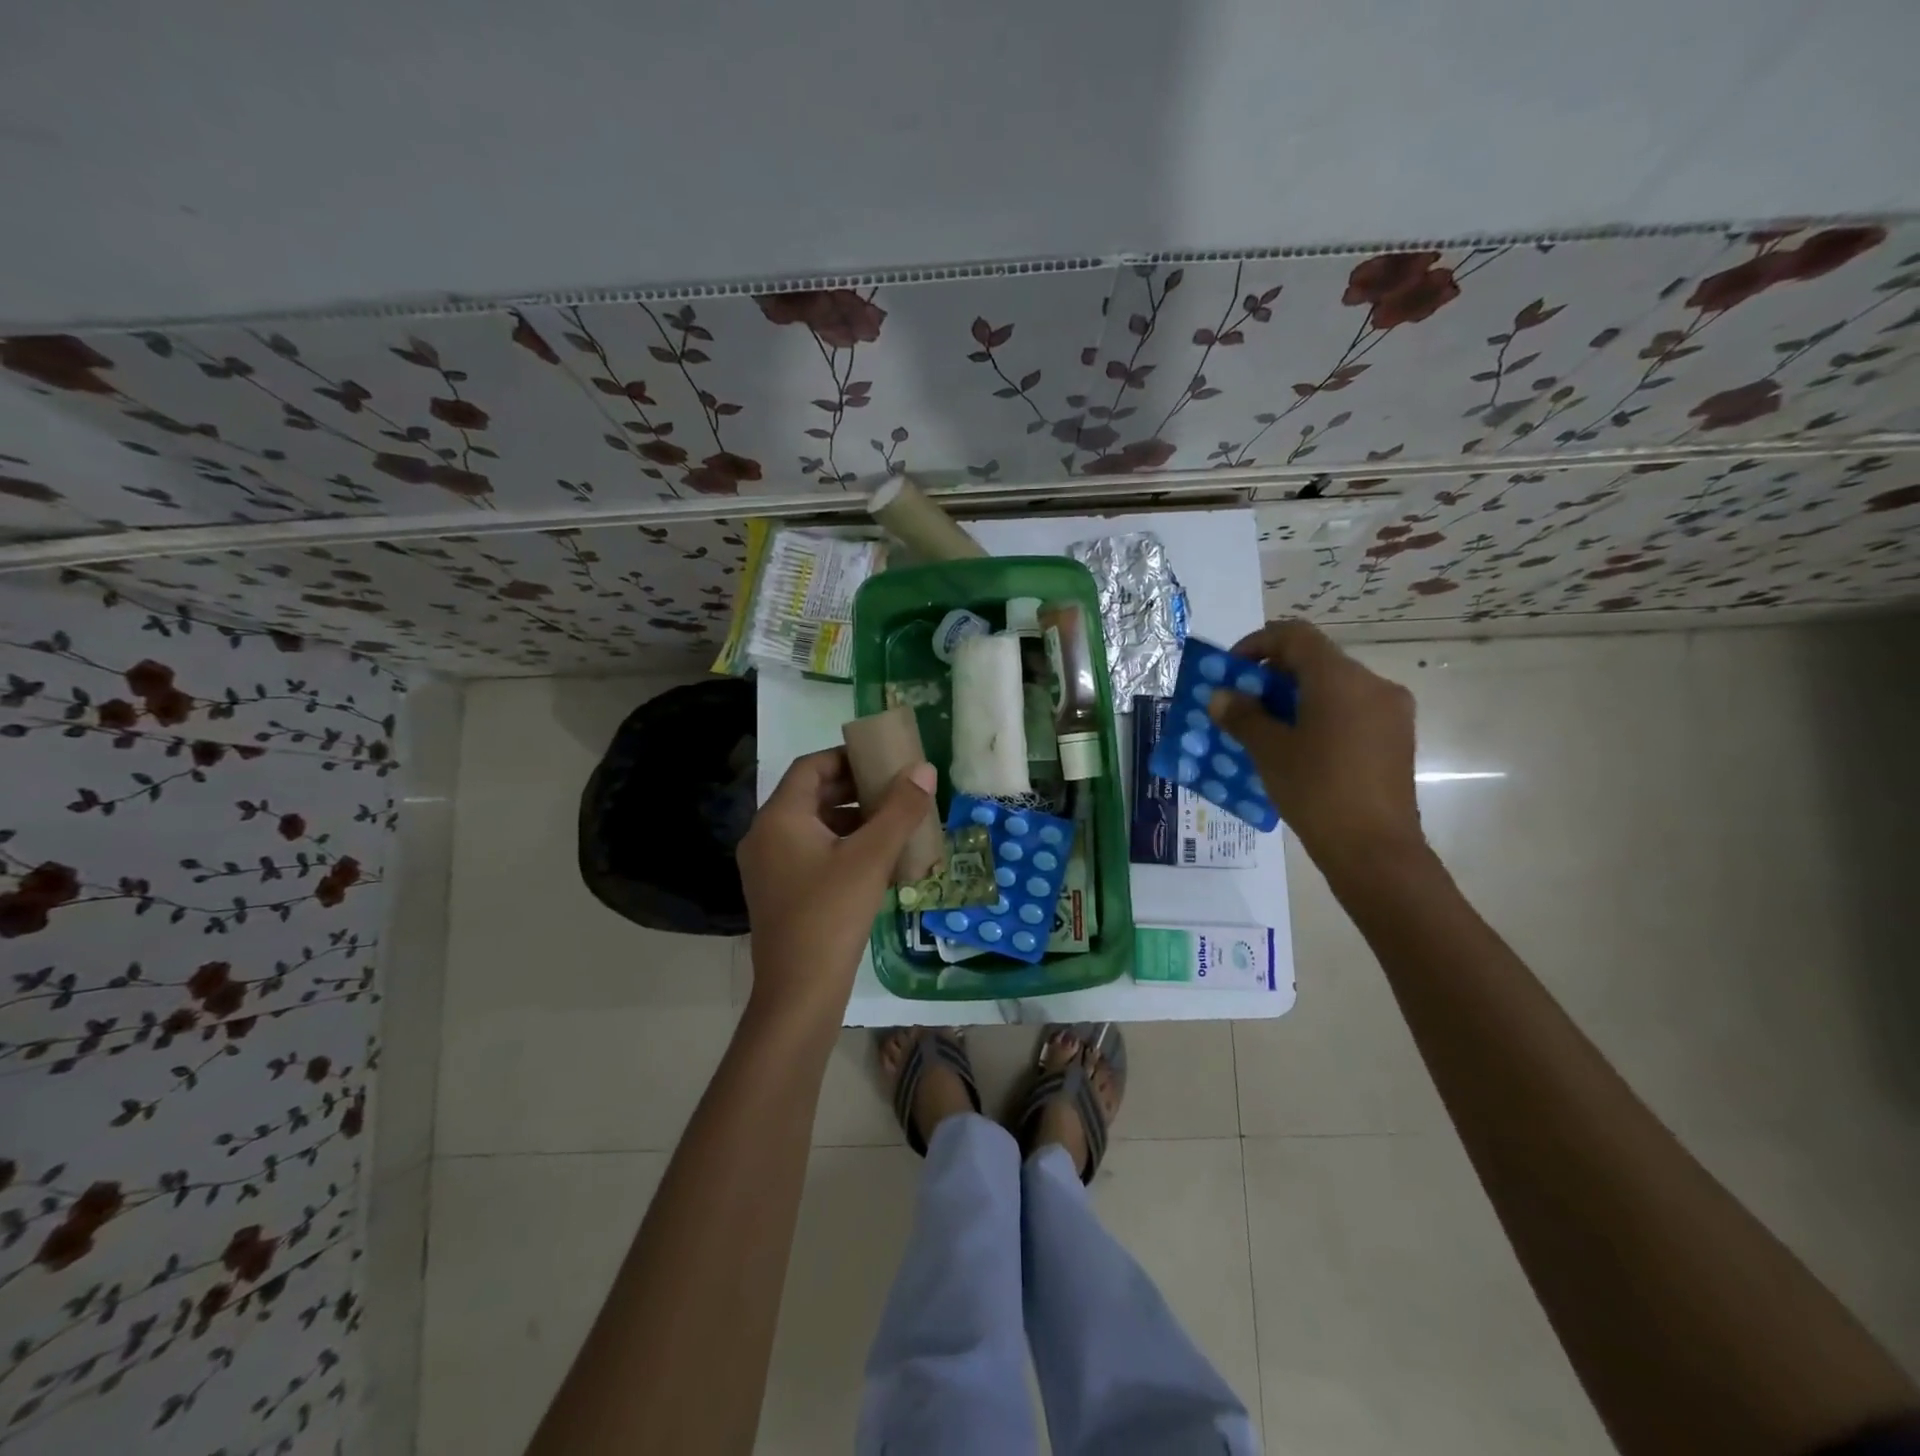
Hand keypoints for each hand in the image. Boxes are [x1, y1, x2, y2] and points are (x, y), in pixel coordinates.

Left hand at [738, 748, 937, 1021]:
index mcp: (779, 818)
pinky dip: (842, 847)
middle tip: (894, 790)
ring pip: (813, 827)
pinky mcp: (779, 893)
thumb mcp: (871, 857)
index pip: (810, 767)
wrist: (799, 992)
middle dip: (854, 789)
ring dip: (851, 820)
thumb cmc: (832, 914)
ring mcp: (769, 867)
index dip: (846, 758)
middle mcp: (765, 836)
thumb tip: (923, 769)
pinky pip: (811, 854)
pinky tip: (876, 861)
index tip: (882, 760)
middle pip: (810, 795)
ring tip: (892, 824)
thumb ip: (900, 810)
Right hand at [1207, 619, 1425, 877]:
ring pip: (1334, 687)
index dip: (1257, 644)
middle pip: (1316, 660)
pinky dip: (1319, 716)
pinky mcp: (1395, 739)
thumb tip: (1221, 696)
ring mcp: (1390, 712)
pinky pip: (1350, 711)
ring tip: (1265, 729)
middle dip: (1273, 675)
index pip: (1295, 636)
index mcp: (1340, 678)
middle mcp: (1372, 684)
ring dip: (1295, 697)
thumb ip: (1242, 716)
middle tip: (1242, 703)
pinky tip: (1297, 748)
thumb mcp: (1269, 751)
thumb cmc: (1316, 791)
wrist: (1375, 850)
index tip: (1232, 671)